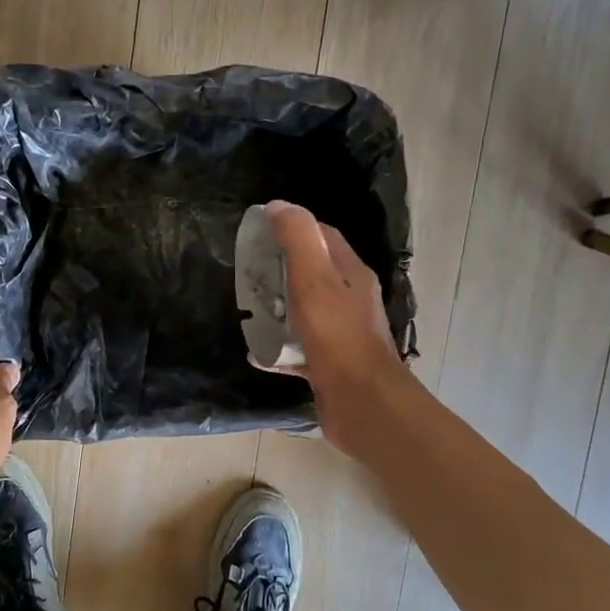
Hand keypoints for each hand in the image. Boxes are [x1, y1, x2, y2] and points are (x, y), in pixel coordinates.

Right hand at [266, 201, 410, 457]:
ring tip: (249, 310)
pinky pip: (299, 349)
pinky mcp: (330, 365)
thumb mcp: (314, 280)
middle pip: (313, 273)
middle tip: (248, 273)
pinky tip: (257, 353)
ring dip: (278, 309)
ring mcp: (341, 334)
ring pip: (305, 311)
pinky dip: (278, 348)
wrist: (362, 404)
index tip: (260, 232)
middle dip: (280, 269)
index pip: (324, 236)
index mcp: (351, 275)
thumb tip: (278, 206)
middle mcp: (350, 301)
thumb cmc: (337, 338)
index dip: (294, 228)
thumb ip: (298, 239)